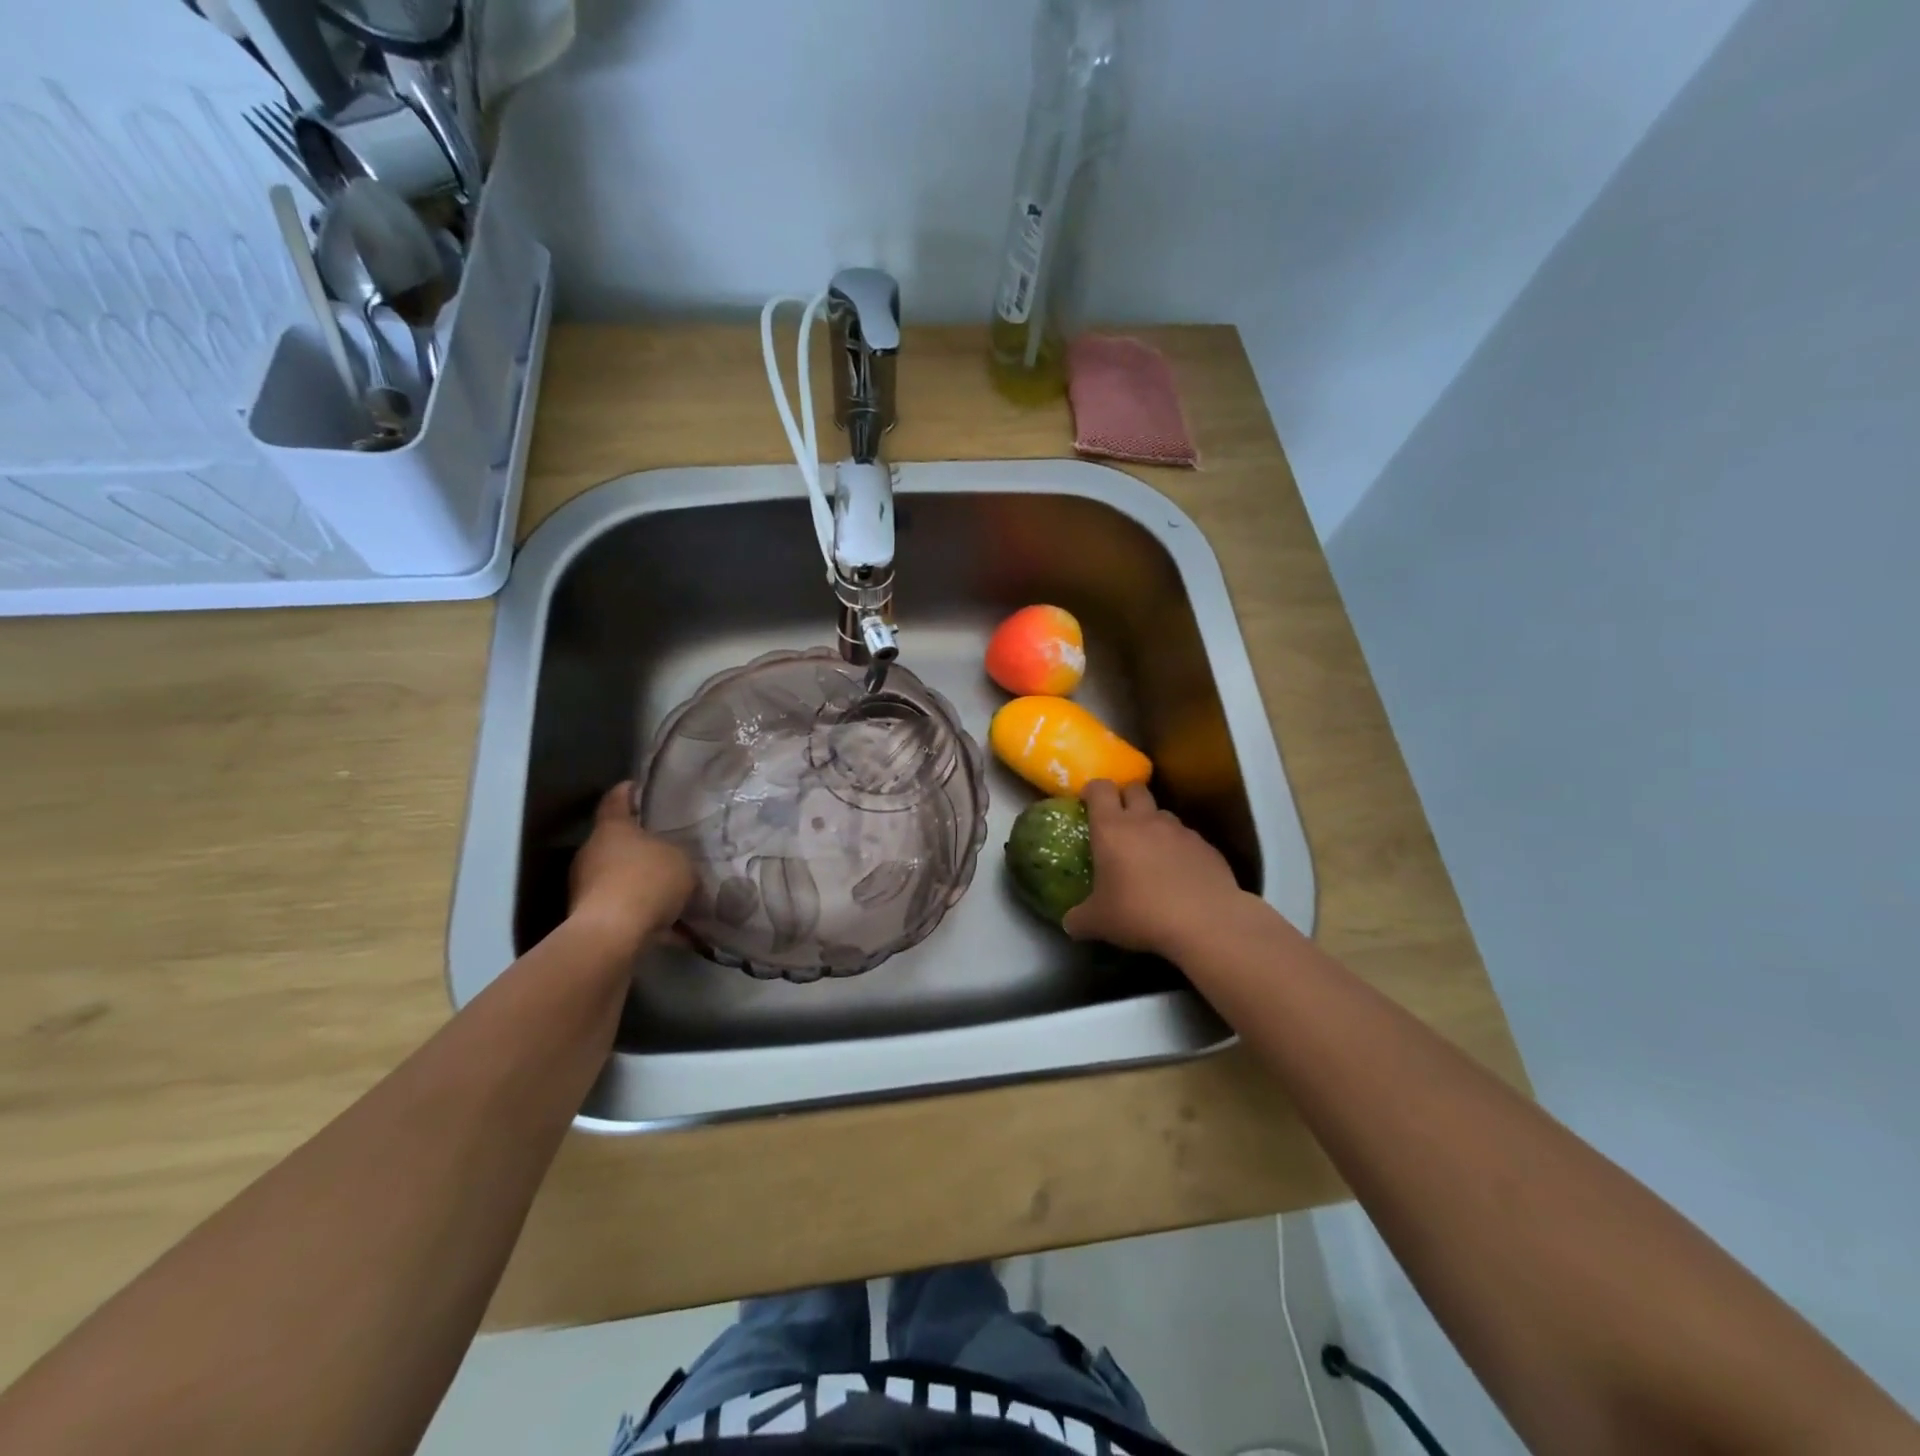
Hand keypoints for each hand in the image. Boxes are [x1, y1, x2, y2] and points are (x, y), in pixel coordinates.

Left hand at [568, 782, 694, 948]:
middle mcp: (592, 852)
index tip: (637, 786)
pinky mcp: (589, 916)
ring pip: (619, 876)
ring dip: (641, 881)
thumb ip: (677, 855)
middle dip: (640, 845)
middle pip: (617, 841)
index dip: (627, 791)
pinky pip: (624, 907)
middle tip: (668, 847)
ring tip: (673, 890)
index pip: (616, 800)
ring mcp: (586, 885)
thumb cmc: (647, 881)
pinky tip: (671, 926)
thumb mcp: (681, 861)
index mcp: (612, 828)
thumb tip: (674, 861)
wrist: (612, 935)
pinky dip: (643, 913)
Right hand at [1063, 780, 1245, 955]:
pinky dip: (1179, 849)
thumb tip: (1071, 923)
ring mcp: (1180, 831)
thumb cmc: (1140, 914)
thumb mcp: (1098, 922)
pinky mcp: (1206, 846)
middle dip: (1125, 797)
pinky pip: (1187, 838)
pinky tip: (1180, 875)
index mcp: (1112, 829)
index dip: (1092, 790)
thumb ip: (1079, 918)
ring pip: (1163, 813)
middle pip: (1135, 789)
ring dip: (1153, 824)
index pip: (1100, 789)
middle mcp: (1146, 820)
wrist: (1205, 923)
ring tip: (1151, 852)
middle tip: (1119, 822)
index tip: (1087, 802)